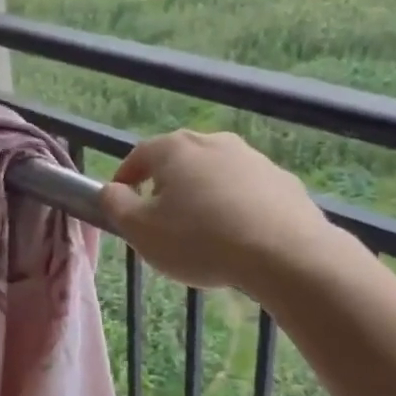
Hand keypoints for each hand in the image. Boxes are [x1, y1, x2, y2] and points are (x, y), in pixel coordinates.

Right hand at [101, 130, 328, 292]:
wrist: (285, 253)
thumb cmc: (200, 240)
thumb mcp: (141, 230)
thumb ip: (115, 206)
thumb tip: (111, 191)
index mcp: (174, 149)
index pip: (138, 157)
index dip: (124, 180)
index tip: (121, 204)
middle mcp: (213, 142)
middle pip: (178, 163)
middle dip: (166, 189)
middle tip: (161, 224)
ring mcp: (252, 158)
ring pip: (214, 177)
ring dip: (203, 198)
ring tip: (203, 236)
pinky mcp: (282, 181)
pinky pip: (247, 193)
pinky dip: (236, 209)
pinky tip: (239, 239)